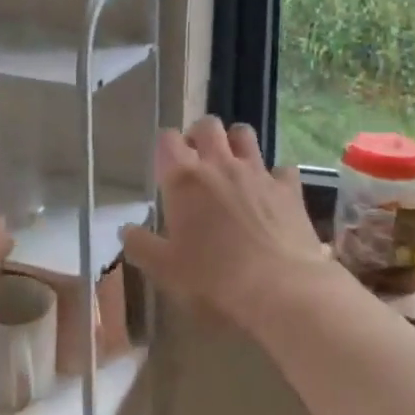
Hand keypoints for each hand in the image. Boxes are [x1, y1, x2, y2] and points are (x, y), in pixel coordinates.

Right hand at [120, 117, 326, 328]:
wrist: (279, 290)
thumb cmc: (213, 279)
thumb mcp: (164, 269)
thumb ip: (141, 245)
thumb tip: (126, 230)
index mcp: (184, 179)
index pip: (167, 139)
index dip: (165, 147)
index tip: (166, 165)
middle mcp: (220, 164)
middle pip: (208, 125)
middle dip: (199, 135)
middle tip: (196, 159)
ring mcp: (257, 173)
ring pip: (244, 134)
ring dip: (235, 142)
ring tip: (231, 163)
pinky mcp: (288, 188)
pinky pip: (281, 168)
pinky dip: (274, 176)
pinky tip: (271, 193)